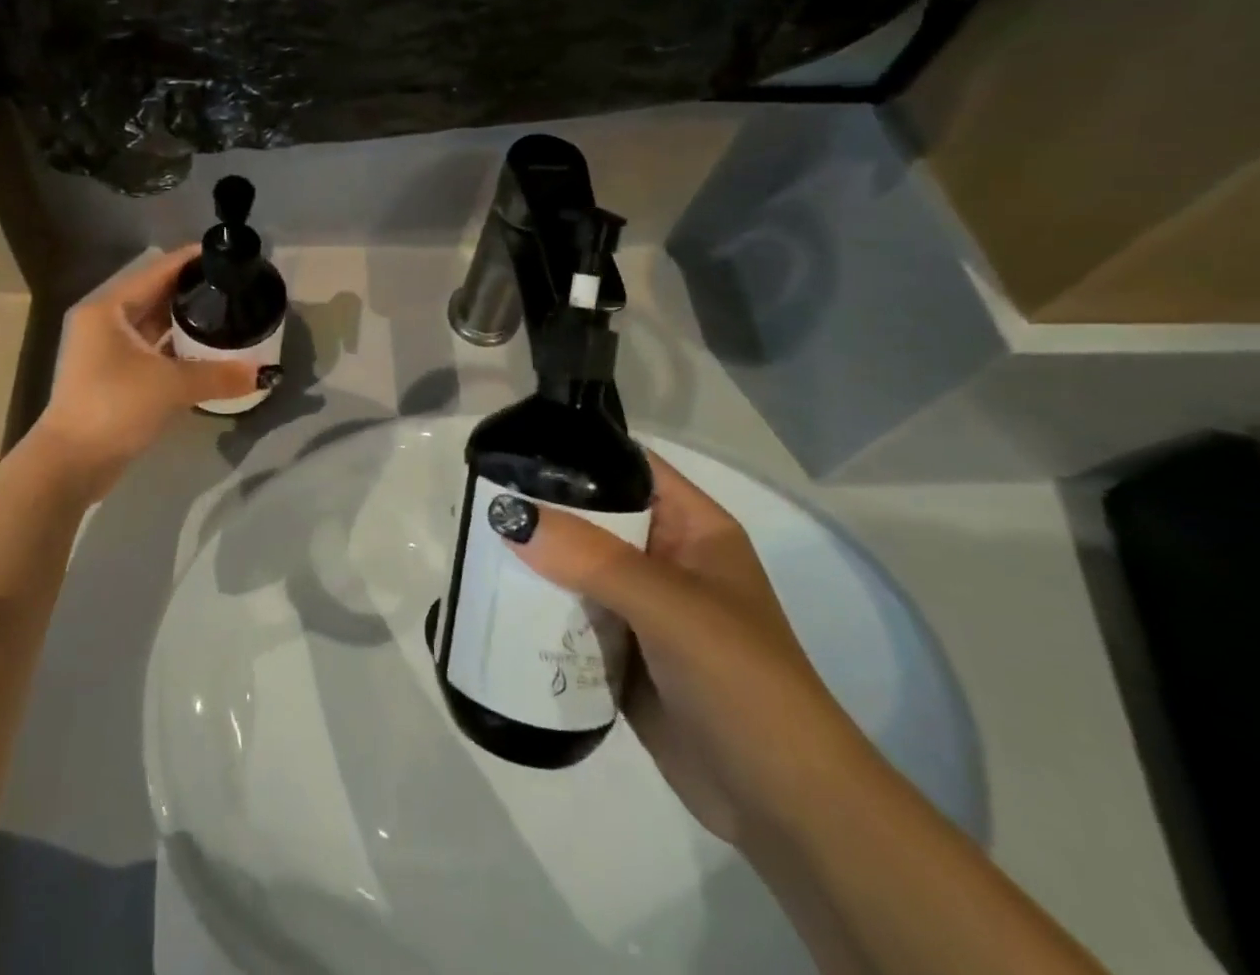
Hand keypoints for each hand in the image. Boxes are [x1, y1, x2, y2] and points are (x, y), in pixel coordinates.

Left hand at [31, 245, 259, 490]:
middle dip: (192, 292)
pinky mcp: (111, 376)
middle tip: (233, 288)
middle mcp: (103, 322)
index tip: (226, 256)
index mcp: (109, 309)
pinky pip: (150, 350)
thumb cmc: (114, 407)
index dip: (191, 261)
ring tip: (226, 315)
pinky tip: (205, 351)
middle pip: (155, 295)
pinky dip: (175, 349)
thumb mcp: (171, 386)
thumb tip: (263, 373)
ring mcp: (105, 350)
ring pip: (152, 325)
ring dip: (184, 322)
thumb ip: (218, 375)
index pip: (157, 271)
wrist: (70, 464)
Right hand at [504, 451, 878, 849]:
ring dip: (531, 561)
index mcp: (692, 529)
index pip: (629, 467)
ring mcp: (642, 609)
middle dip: (540, 509)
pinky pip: (570, 617)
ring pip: (575, 567)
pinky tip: (492, 602)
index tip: (513, 448)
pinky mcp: (622, 654)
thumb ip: (592, 558)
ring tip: (472, 545)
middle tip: (476, 499)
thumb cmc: (744, 685)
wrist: (788, 810)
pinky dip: (537, 610)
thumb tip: (509, 515)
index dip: (578, 451)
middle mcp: (665, 559)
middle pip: (592, 516)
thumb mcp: (671, 608)